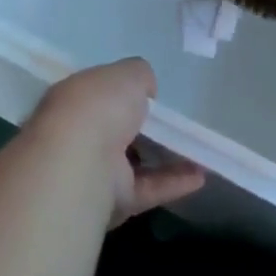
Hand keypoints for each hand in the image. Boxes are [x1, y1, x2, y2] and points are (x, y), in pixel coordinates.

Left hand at [28, 58, 205, 226]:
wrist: (81, 161)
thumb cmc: (100, 106)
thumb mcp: (126, 74)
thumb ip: (139, 76)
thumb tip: (146, 90)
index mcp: (74, 99)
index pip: (98, 95)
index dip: (120, 93)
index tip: (146, 95)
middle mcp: (80, 135)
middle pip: (114, 130)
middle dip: (140, 127)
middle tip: (172, 123)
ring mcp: (95, 170)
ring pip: (134, 162)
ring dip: (164, 157)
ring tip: (196, 151)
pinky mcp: (113, 201)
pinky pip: (148, 188)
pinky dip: (174, 182)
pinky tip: (201, 176)